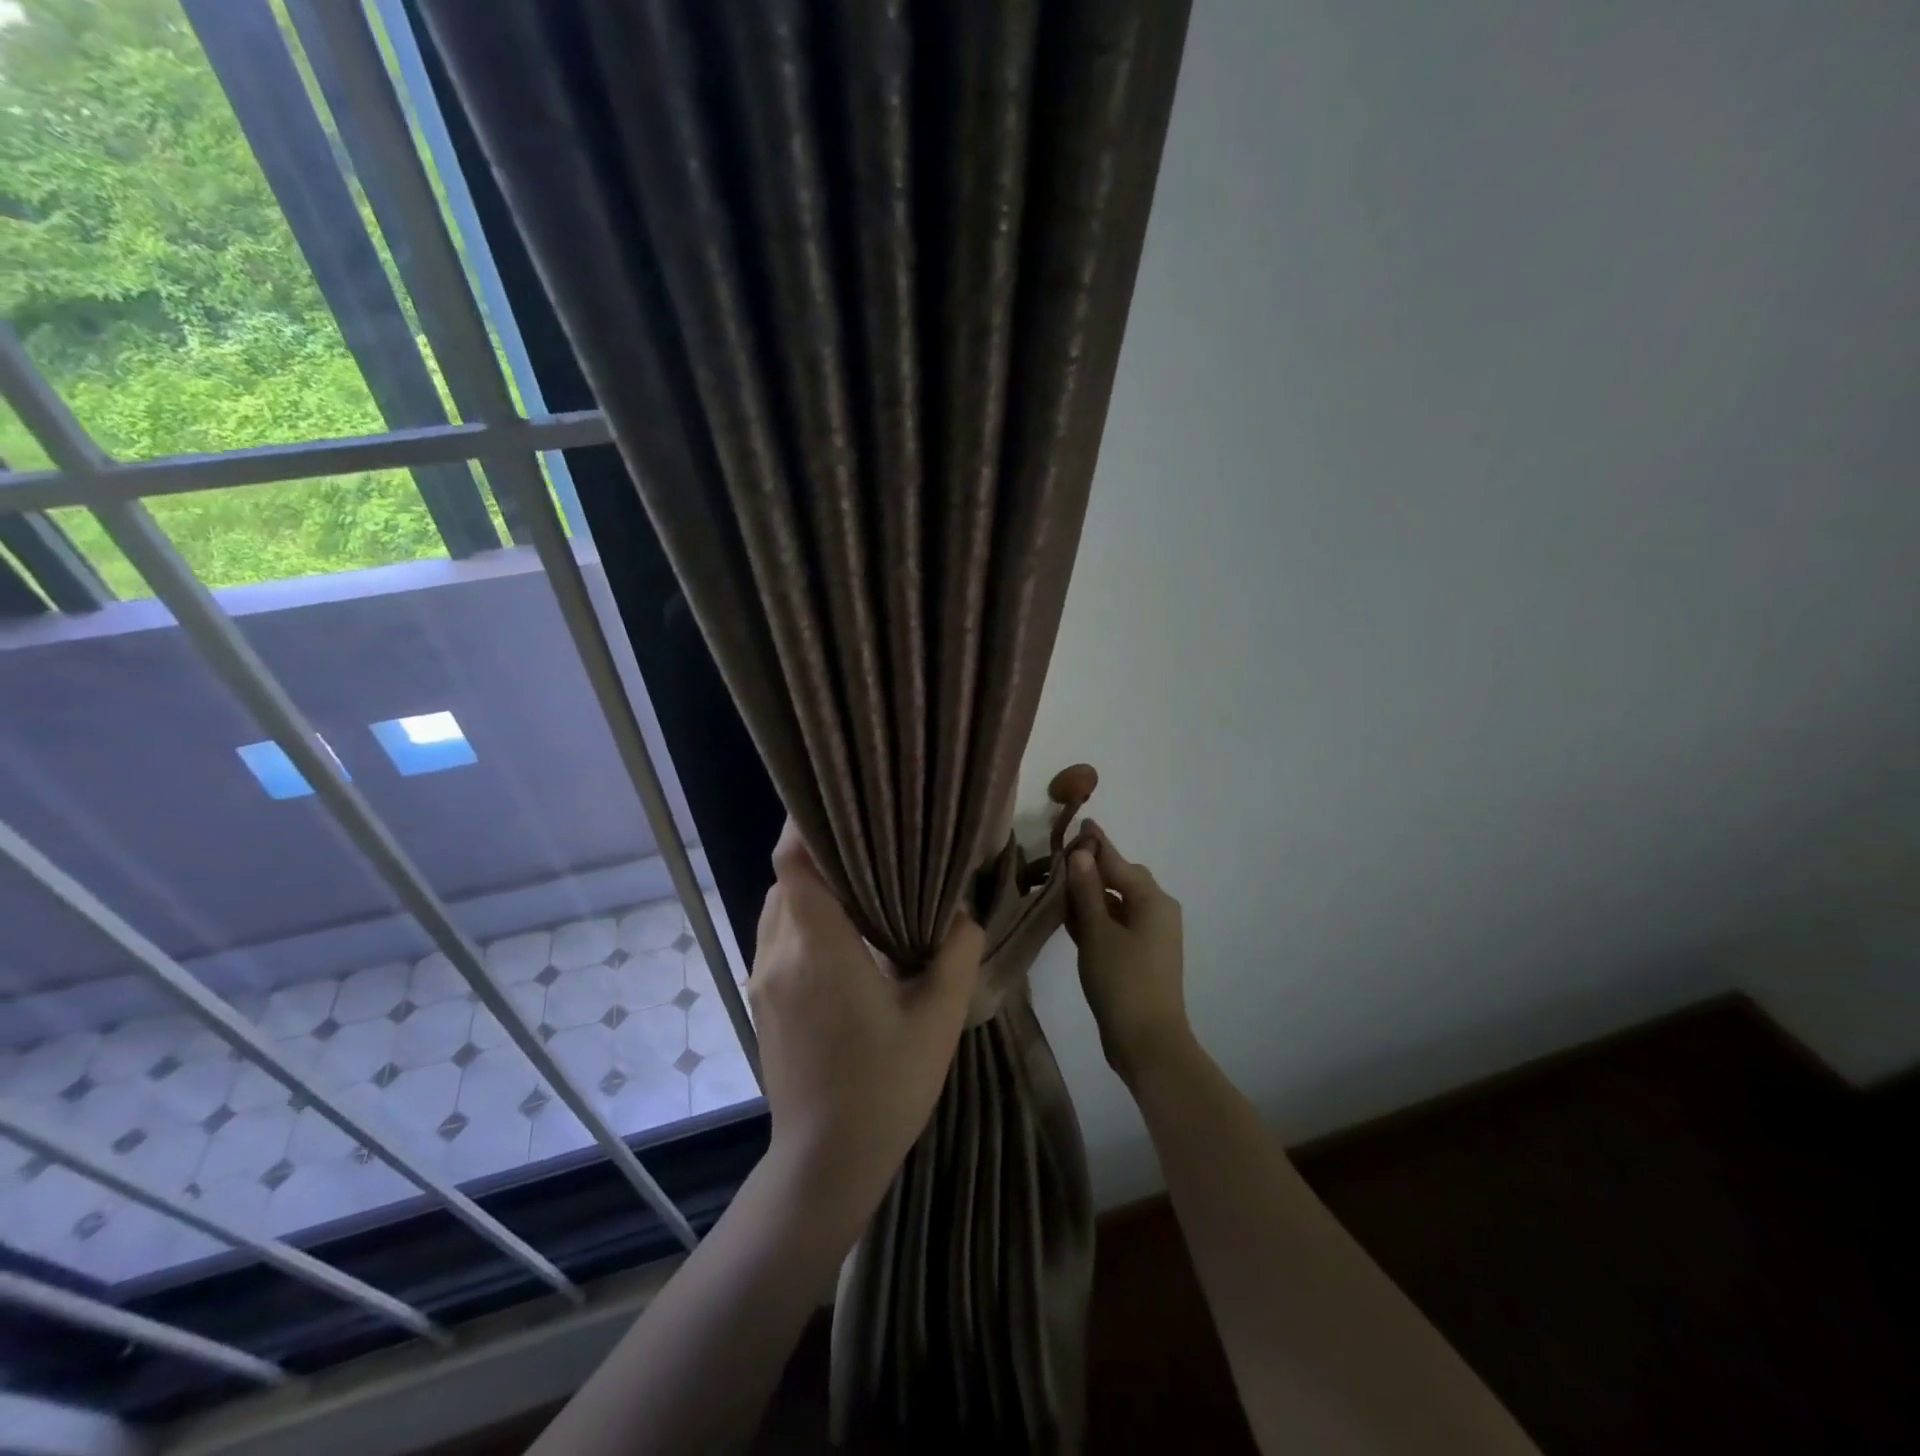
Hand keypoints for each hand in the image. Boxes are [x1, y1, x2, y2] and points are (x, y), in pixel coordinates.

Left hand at [750, 821, 982, 1217]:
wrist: (826, 1163)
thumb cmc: (885, 1088)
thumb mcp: (938, 1018)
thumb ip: (955, 953)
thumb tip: (960, 912)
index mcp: (817, 949)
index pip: (792, 863)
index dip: (807, 825)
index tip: (841, 803)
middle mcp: (778, 954)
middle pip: (785, 878)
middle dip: (820, 853)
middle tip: (870, 840)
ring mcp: (763, 978)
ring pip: (779, 906)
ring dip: (811, 887)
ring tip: (860, 880)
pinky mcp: (762, 999)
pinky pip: (778, 935)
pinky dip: (804, 917)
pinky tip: (845, 933)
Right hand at [1064, 822, 1191, 1084]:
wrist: (1148, 1043)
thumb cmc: (1123, 981)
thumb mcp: (1098, 932)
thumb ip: (1087, 890)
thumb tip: (1081, 852)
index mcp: (1152, 900)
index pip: (1117, 861)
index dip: (1095, 843)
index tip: (1080, 822)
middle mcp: (1156, 911)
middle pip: (1120, 878)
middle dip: (1091, 868)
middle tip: (1059, 860)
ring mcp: (1150, 935)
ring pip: (1116, 902)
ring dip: (1090, 894)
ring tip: (1058, 885)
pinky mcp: (1140, 955)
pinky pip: (1116, 923)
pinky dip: (1096, 917)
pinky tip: (1070, 916)